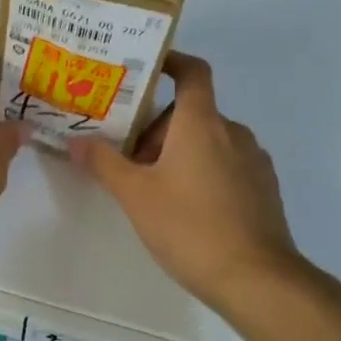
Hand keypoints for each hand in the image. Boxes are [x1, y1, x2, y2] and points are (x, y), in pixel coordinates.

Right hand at [71, 52, 300, 312]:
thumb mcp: (135, 195)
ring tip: (154, 189)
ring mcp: (254, 160)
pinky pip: (228, 164)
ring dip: (180, 152)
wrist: (256, 279)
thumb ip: (104, 163)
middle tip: (130, 161)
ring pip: (209, 141)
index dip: (171, 61)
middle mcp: (233, 132)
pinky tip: (188, 209)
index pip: (192, 72)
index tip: (146, 68)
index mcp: (202, 123)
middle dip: (158, 130)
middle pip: (191, 113)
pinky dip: (204, 171)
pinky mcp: (264, 188)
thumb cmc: (189, 227)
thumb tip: (76, 141)